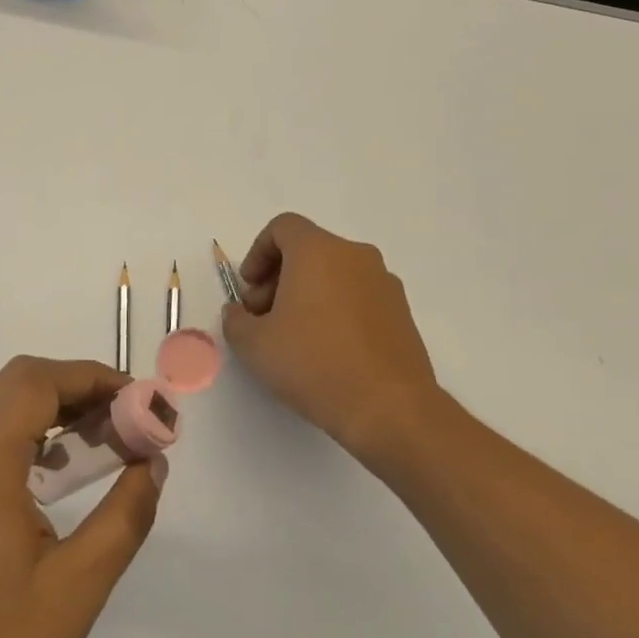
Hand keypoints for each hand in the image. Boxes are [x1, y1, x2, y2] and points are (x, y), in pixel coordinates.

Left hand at [0, 356, 162, 637]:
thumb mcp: (77, 586)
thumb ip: (124, 516)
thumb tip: (153, 463)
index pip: (40, 381)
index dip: (94, 378)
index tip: (142, 403)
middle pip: (21, 382)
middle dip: (79, 388)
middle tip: (127, 421)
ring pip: (5, 405)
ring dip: (57, 409)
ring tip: (107, 442)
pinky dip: (34, 434)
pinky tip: (64, 474)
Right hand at [221, 212, 440, 456]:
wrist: (391, 409)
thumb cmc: (314, 363)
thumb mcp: (254, 345)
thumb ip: (236, 320)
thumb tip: (240, 313)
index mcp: (318, 250)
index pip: (282, 228)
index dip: (257, 253)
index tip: (249, 289)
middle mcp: (354, 256)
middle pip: (307, 250)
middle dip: (278, 278)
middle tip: (264, 318)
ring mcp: (384, 283)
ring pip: (334, 273)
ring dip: (307, 294)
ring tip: (294, 338)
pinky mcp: (402, 312)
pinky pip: (357, 296)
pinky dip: (336, 309)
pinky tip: (326, 351)